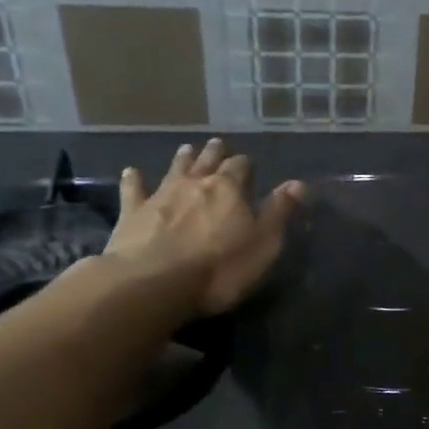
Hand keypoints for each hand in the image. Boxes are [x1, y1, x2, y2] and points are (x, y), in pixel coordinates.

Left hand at [102, 139, 302, 318]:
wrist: (154, 283)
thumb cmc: (220, 268)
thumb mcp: (263, 244)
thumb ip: (279, 212)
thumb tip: (298, 184)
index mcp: (229, 189)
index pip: (240, 167)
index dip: (245, 165)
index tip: (248, 165)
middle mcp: (195, 183)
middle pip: (207, 162)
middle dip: (214, 153)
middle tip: (217, 144)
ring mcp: (161, 195)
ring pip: (174, 169)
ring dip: (182, 159)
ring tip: (186, 148)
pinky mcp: (133, 213)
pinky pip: (134, 190)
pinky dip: (134, 180)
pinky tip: (131, 172)